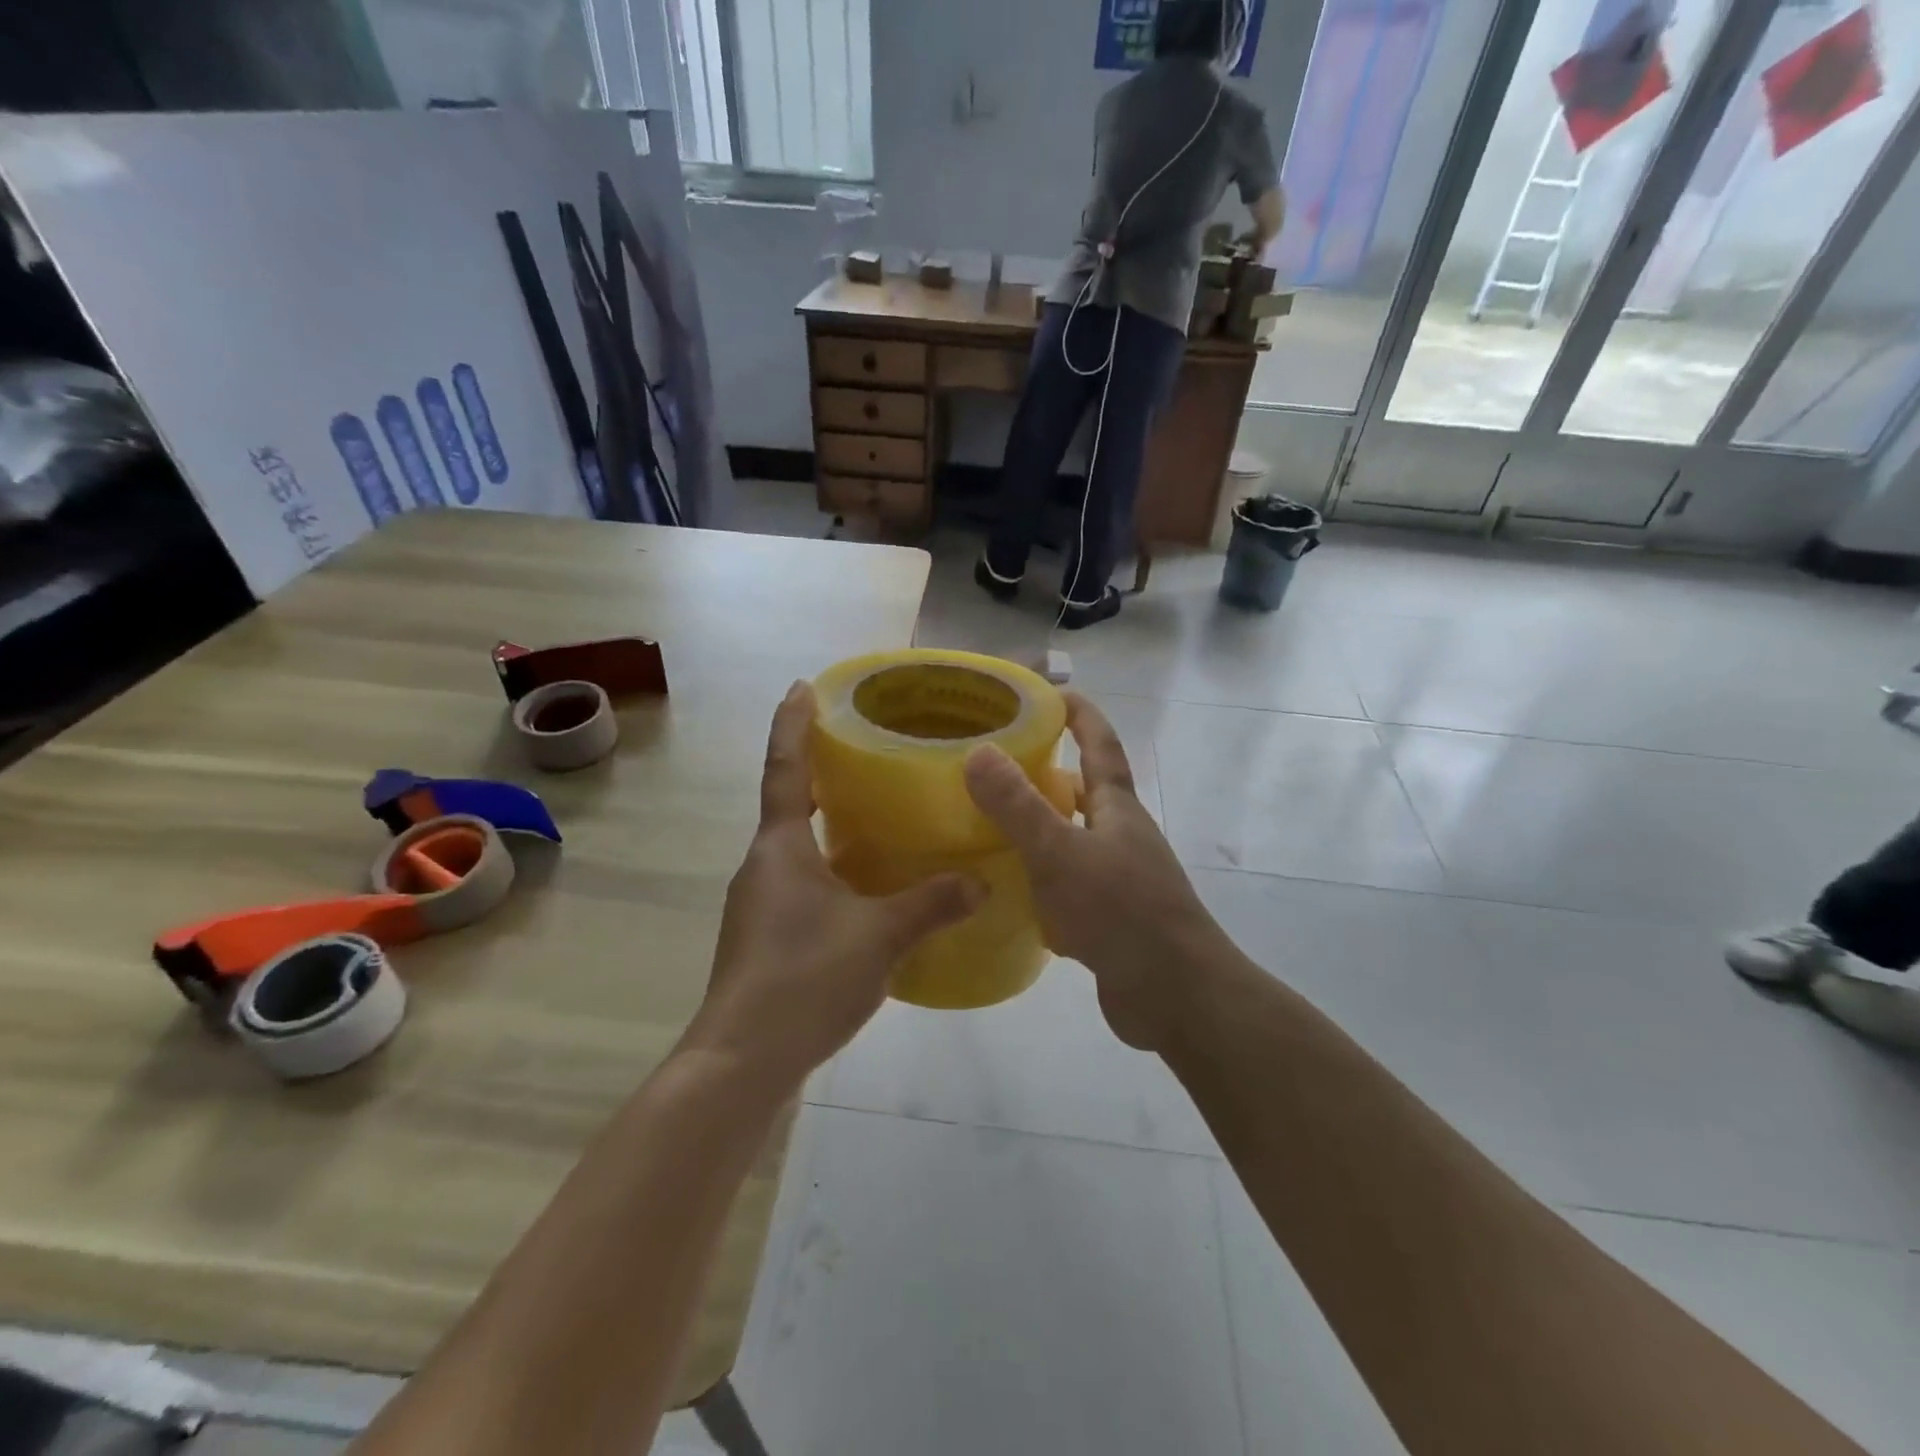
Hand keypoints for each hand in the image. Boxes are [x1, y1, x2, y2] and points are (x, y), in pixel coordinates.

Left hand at [682, 682, 983, 1088]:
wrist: (743, 1061)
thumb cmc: (805, 978)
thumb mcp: (880, 937)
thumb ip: (932, 904)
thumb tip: (982, 882)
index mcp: (780, 848)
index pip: (785, 768)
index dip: (793, 724)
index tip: (801, 686)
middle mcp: (762, 865)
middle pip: (789, 805)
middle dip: (819, 775)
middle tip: (861, 753)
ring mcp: (758, 903)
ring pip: (796, 849)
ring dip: (826, 828)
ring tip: (874, 818)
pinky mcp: (764, 937)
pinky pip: (800, 884)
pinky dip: (829, 870)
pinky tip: (864, 890)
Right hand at [964, 694, 1229, 1049]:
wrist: (1176, 996)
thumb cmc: (1122, 913)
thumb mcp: (1061, 853)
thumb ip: (1018, 806)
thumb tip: (978, 751)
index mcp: (1116, 808)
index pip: (1100, 743)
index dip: (1079, 713)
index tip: (1048, 691)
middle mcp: (1120, 836)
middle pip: (1081, 792)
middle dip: (1043, 774)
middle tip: (991, 765)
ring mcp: (1117, 880)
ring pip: (1070, 842)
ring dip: (1037, 830)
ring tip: (984, 825)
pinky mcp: (1108, 921)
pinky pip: (1066, 888)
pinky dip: (1038, 883)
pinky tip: (1004, 892)